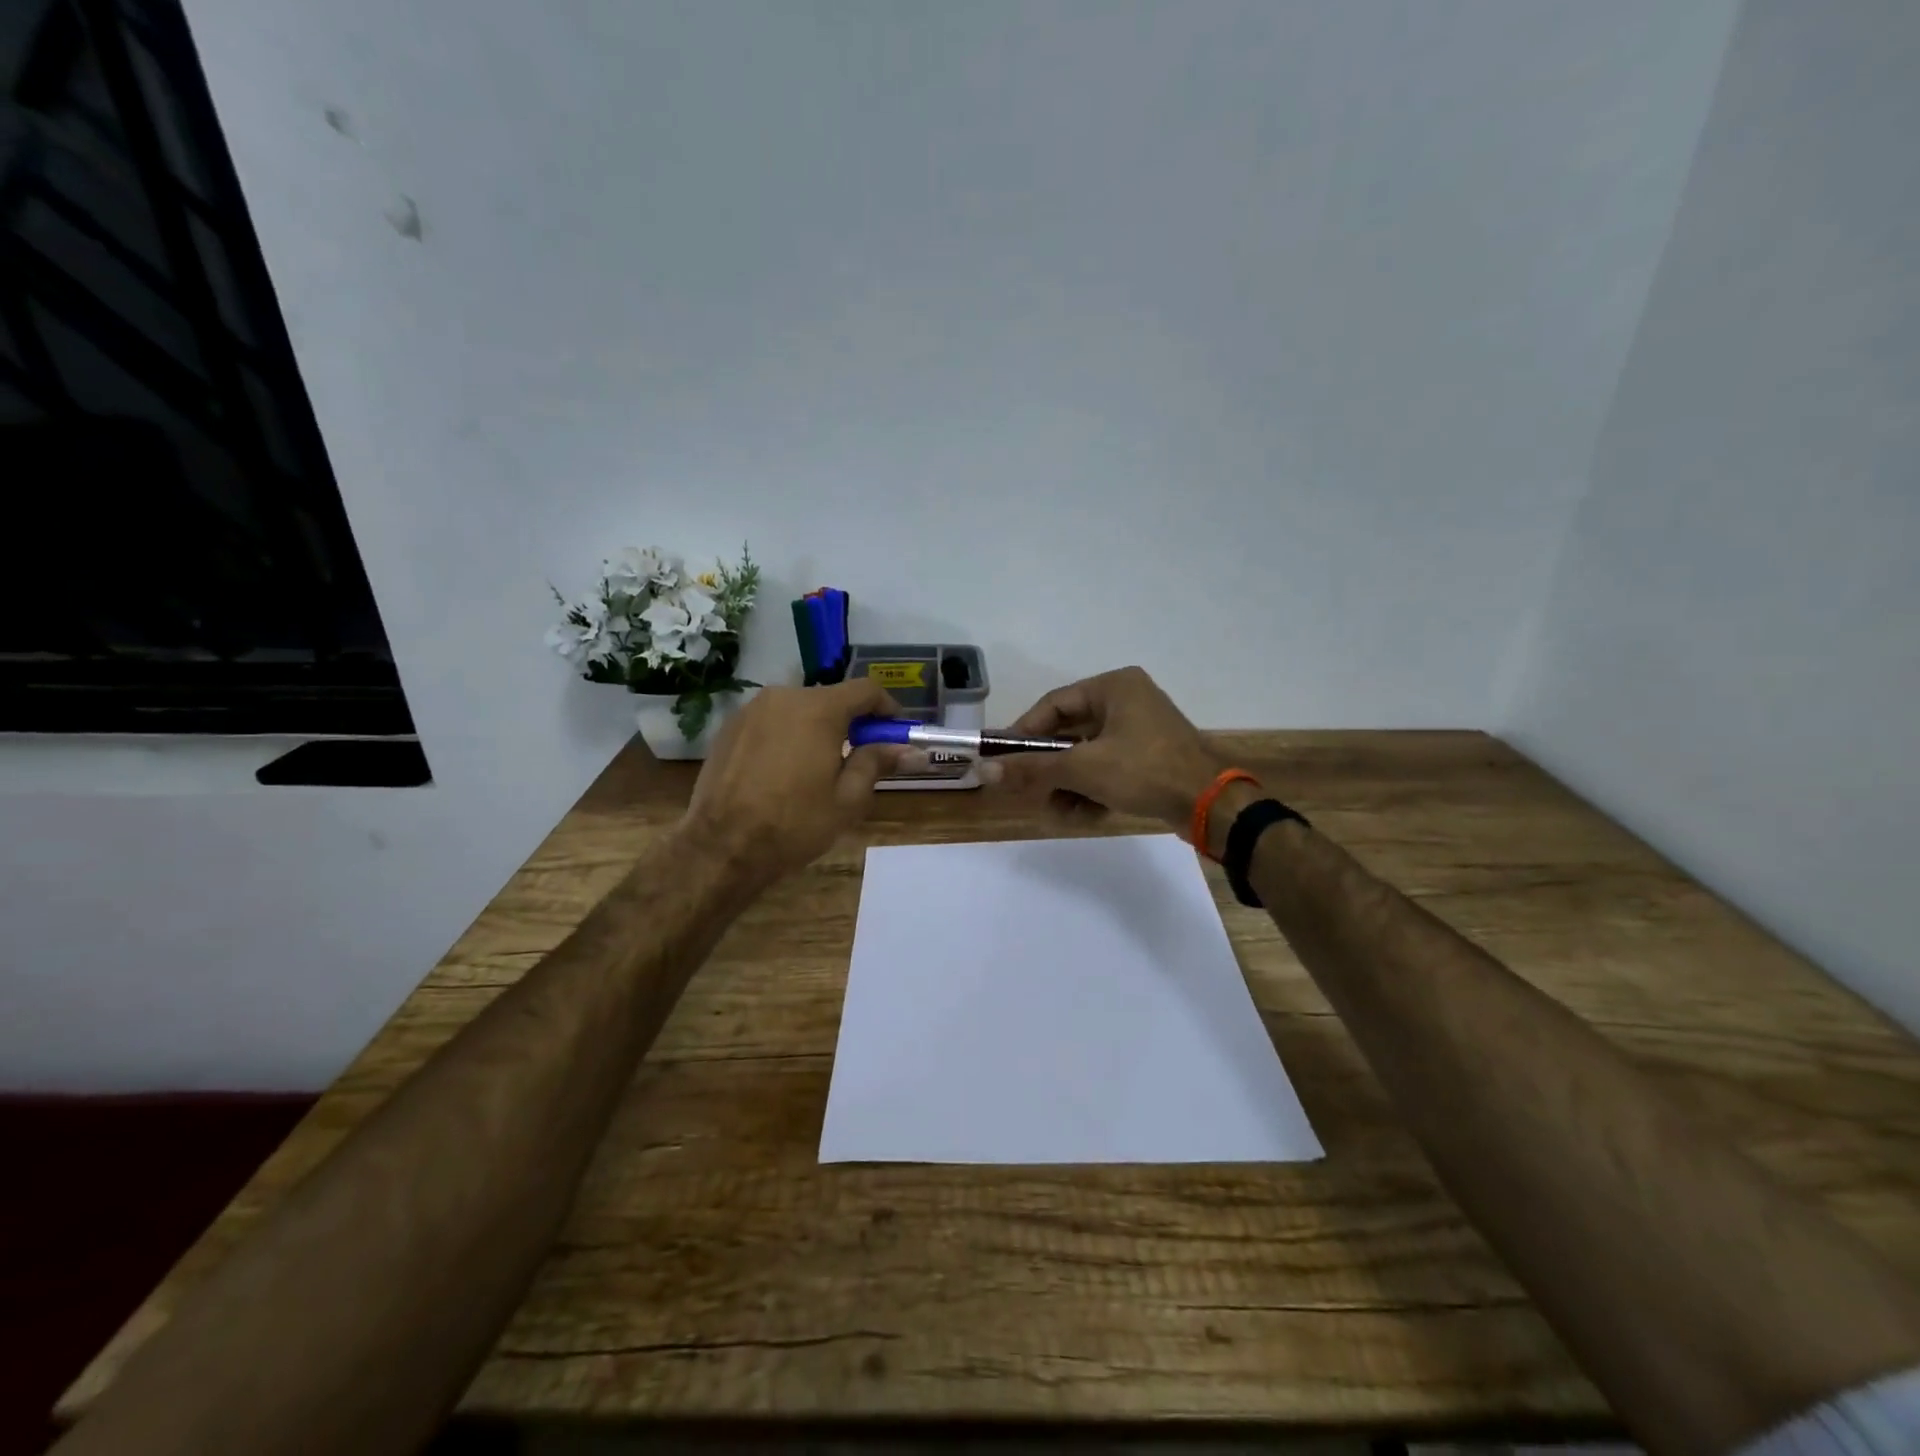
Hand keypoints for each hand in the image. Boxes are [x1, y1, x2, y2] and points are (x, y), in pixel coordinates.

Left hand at [682, 680, 905, 885]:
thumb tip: (910, 750)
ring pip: (798, 709)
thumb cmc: (794, 823)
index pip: (865, 690)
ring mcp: (751, 710)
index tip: (893, 733)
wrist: (721, 846)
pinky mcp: (729, 728)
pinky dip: (786, 736)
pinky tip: (783, 772)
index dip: (886, 708)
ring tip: (818, 768)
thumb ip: (877, 763)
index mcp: (818, 709)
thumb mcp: (848, 799)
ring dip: (816, 728)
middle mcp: (784, 697)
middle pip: (830, 698)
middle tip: (859, 756)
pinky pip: (770, 722)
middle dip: (850, 721)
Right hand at [991, 666, 1231, 842]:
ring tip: (1059, 812)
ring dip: (1069, 785)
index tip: (1003, 759)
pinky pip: (1108, 768)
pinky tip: (1083, 816)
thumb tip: (985, 770)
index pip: (1054, 704)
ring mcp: (1140, 730)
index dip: (1024, 732)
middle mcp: (1127, 701)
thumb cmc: (1144, 771)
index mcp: (1114, 687)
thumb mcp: (1083, 768)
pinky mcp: (1149, 757)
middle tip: (1029, 791)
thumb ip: (1032, 768)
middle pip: (1069, 734)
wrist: (1211, 805)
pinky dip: (1092, 790)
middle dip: (1050, 769)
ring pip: (1087, 756)